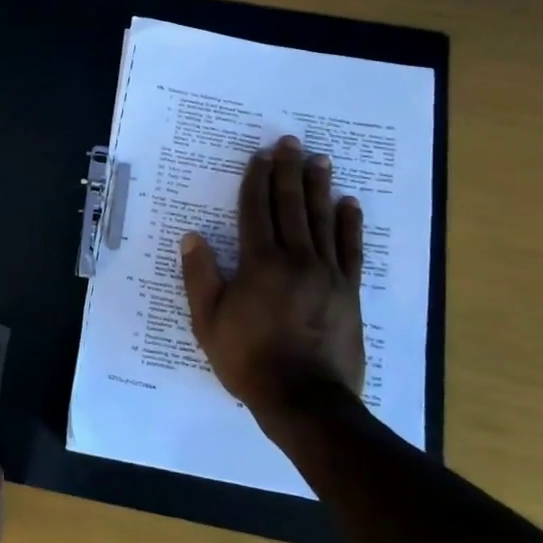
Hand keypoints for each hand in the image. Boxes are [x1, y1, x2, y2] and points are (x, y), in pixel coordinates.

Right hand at [179, 135, 366, 434]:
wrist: (304, 399)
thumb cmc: (248, 359)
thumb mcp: (208, 321)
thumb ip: (200, 276)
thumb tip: (192, 237)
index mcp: (259, 263)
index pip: (256, 210)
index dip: (256, 180)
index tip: (259, 155)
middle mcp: (296, 259)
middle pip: (291, 206)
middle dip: (288, 172)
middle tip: (290, 143)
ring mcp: (328, 273)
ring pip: (322, 220)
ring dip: (319, 188)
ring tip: (319, 160)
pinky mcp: (349, 291)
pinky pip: (351, 249)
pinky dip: (349, 224)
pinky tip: (349, 204)